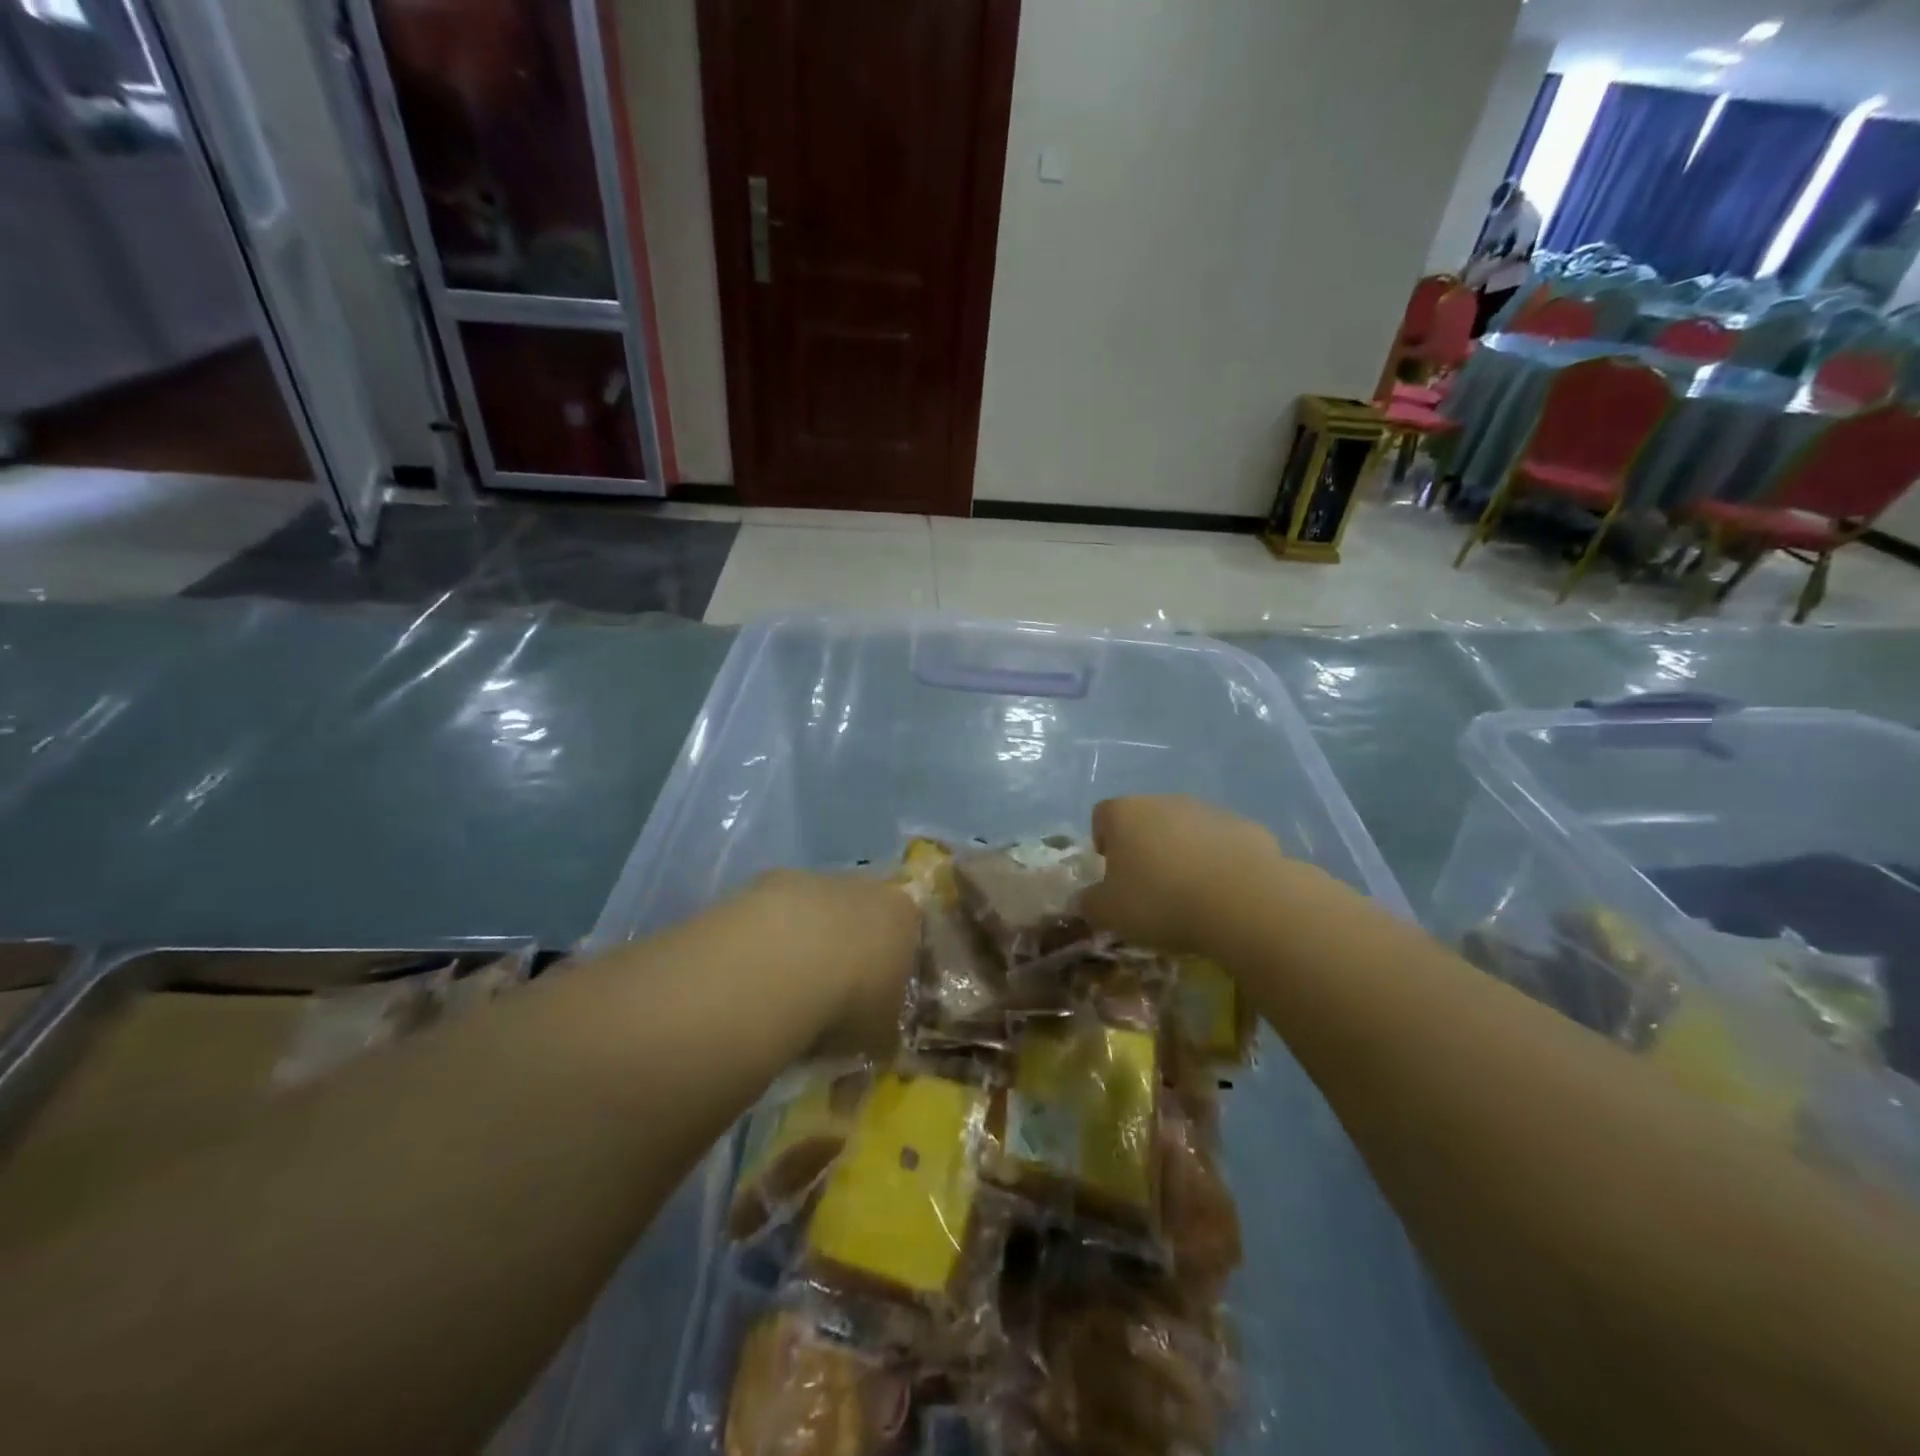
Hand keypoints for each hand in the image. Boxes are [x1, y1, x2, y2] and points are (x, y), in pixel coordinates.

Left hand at [745, 870, 921, 1057]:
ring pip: (819, 912)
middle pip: (864, 918)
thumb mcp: (881, 1033)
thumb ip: (886, 1029)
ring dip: (810, 942)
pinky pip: (778, 914)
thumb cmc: (849, 1000)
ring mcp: (816, 879)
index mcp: (904, 915)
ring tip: (791, 989)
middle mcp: (865, 887)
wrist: (782, 965)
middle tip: (835, 996)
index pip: (911, 938)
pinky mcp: (769, 881)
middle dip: (852, 951)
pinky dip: (773, 938)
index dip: (898, 971)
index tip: (883, 1002)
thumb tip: (879, 1038)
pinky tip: (759, 971)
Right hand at [1079, 796, 1285, 955]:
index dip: (1102, 842)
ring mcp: (1209, 811)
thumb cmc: (1162, 901)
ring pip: (1186, 829)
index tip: (1111, 874)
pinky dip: (1219, 862)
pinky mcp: (1247, 827)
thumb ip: (1089, 903)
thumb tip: (1084, 900)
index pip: (1102, 815)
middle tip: (1149, 888)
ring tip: (1190, 894)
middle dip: (1144, 848)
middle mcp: (1165, 801)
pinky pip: (1223, 843)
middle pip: (1146, 819)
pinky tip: (1224, 894)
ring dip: (1183, 853)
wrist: (1244, 901)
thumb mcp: (1110, 913)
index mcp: (1125, 813)